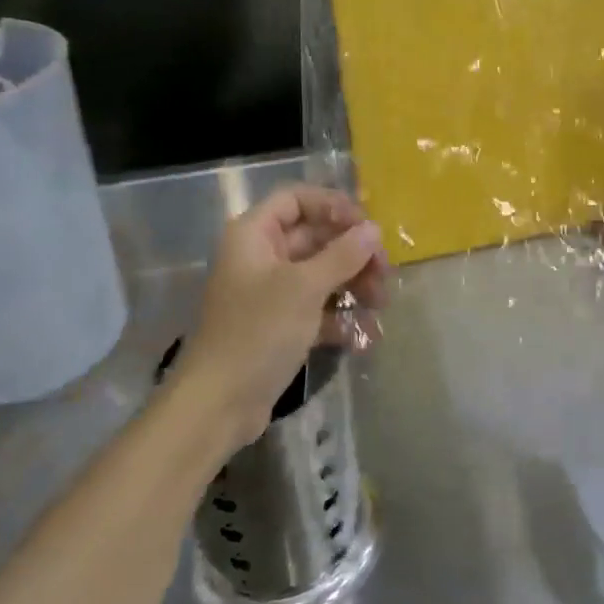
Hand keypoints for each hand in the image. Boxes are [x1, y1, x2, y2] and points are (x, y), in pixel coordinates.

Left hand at [175, 185, 388, 455]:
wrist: (218, 404)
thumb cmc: (258, 332)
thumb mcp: (304, 288)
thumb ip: (342, 254)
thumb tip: (373, 230)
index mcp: (254, 236)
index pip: (296, 199)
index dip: (333, 206)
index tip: (366, 226)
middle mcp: (261, 257)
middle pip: (315, 237)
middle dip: (353, 252)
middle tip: (385, 272)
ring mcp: (271, 293)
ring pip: (321, 274)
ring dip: (354, 285)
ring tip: (381, 305)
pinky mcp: (280, 326)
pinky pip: (317, 308)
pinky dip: (340, 317)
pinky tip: (365, 336)